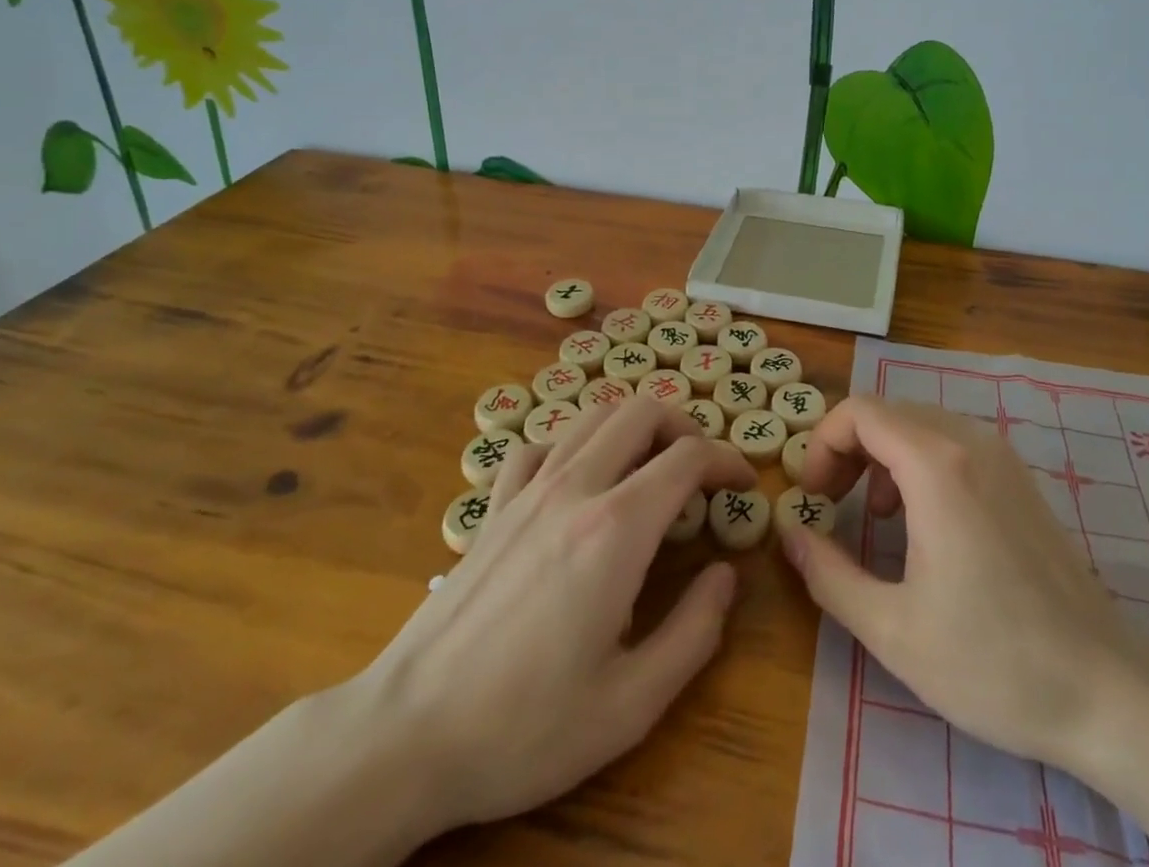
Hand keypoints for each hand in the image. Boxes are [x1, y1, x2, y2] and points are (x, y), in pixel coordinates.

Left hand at [343, 397, 756, 844]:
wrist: (406, 737)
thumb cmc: (525, 727)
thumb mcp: (631, 704)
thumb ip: (694, 632)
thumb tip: (726, 575)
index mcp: (617, 528)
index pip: (687, 457)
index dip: (726, 459)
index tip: (742, 483)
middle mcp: (575, 488)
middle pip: (641, 411)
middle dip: (683, 427)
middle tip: (700, 469)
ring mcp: (527, 490)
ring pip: (592, 416)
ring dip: (632, 428)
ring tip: (648, 468)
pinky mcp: (493, 507)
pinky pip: (540, 446)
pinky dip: (572, 447)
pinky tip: (576, 484)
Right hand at [778, 395, 1137, 768]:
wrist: (1108, 691)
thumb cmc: (993, 662)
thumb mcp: (893, 629)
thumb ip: (829, 575)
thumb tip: (790, 535)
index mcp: (936, 465)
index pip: (859, 411)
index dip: (822, 444)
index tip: (813, 497)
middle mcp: (969, 441)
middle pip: (887, 412)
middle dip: (847, 449)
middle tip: (830, 503)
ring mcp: (1001, 456)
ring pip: (919, 423)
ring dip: (881, 455)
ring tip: (872, 516)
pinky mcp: (1019, 478)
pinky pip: (951, 443)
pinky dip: (917, 462)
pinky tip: (920, 521)